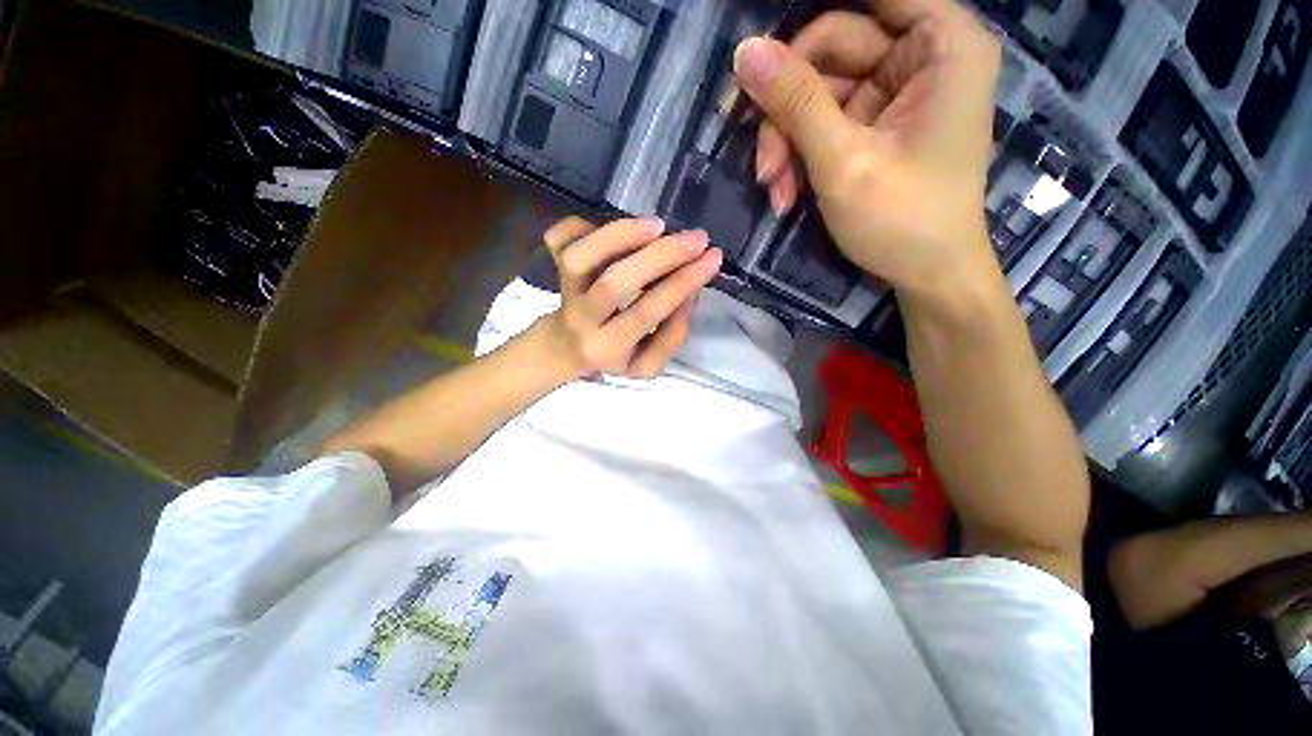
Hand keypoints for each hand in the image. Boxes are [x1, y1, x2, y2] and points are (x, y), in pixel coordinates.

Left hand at [535, 216, 721, 380]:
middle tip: (696, 238)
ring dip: (621, 235)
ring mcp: (564, 291)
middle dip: (661, 257)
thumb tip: (689, 295)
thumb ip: (672, 337)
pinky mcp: (552, 267)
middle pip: (615, 283)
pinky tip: (612, 227)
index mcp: (609, 347)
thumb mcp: (647, 365)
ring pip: (580, 257)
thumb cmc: (614, 356)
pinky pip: (559, 238)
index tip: (712, 258)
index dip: (682, 283)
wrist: (565, 349)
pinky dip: (580, 223)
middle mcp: (582, 319)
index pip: (648, 312)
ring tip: (658, 226)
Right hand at [735, 0, 1002, 303]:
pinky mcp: (874, 127)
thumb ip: (796, 102)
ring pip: (818, 93)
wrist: (926, 275)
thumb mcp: (843, 161)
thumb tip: (745, 53)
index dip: (810, 33)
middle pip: (831, 51)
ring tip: (775, 189)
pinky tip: (787, 194)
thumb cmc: (901, 219)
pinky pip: (823, 124)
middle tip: (763, 160)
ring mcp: (893, 94)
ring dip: (787, 143)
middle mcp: (921, 56)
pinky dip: (800, 157)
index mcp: (941, 43)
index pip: (870, 0)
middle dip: (788, 109)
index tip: (765, 53)